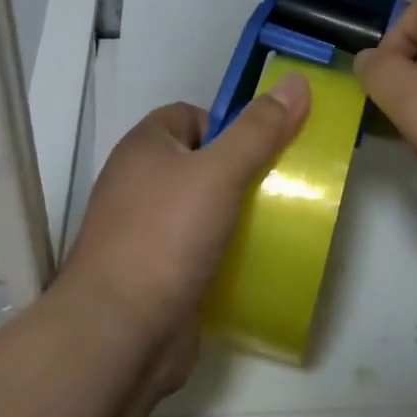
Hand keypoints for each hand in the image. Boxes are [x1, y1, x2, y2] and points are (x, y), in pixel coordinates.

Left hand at [60, 74, 309, 393]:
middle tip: (283, 186)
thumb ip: (258, 130)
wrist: (120, 334)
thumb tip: (296, 82)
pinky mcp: (161, 272)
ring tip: (281, 222)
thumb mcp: (219, 172)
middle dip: (244, 171)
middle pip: (203, 162)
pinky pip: (203, 248)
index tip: (265, 149)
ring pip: (206, 208)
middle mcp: (141, 184)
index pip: (192, 116)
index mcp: (145, 147)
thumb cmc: (166, 236)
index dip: (230, 125)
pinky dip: (229, 251)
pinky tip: (259, 261)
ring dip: (241, 214)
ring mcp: (148, 231)